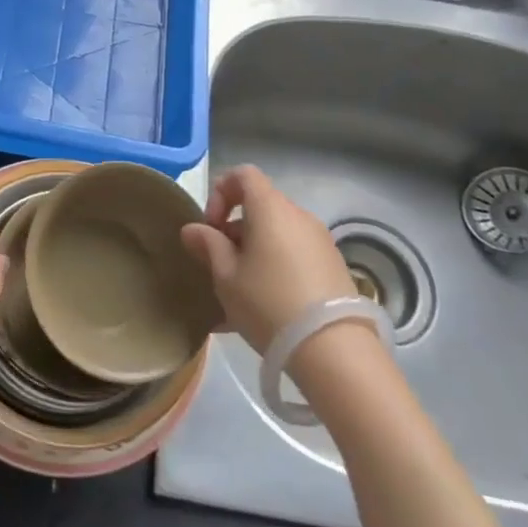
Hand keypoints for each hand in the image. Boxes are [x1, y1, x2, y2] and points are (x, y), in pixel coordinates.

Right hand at [180, 165, 357, 353]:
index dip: (220, 192)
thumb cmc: (269, 303)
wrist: (334, 351)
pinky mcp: (335, 267)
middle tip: (222, 264)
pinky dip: (278, 266)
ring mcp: (321, 241)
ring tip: (243, 290)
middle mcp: (299, 215)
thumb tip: (193, 229)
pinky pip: (296, 254)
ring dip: (256, 250)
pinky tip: (269, 304)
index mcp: (270, 208)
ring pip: (278, 233)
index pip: (243, 174)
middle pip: (261, 206)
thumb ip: (208, 245)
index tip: (212, 227)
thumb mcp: (226, 276)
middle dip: (236, 229)